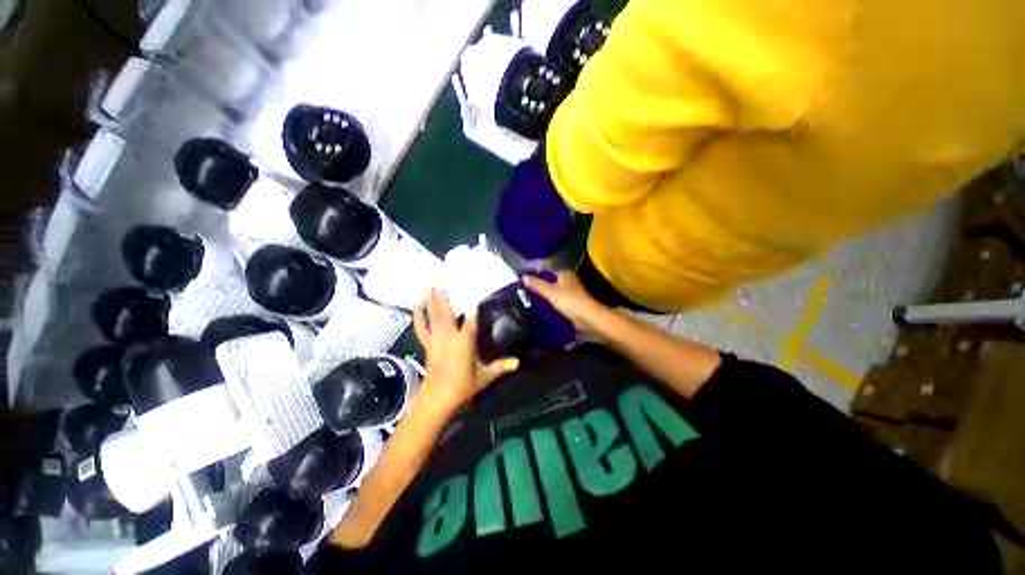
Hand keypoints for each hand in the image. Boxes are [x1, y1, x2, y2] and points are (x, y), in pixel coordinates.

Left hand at [412, 289, 519, 415]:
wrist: (438, 397)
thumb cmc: (463, 385)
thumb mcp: (484, 377)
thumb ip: (500, 367)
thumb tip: (517, 362)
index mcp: (465, 342)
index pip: (471, 322)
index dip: (473, 309)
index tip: (473, 298)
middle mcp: (450, 336)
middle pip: (447, 314)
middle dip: (443, 298)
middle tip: (439, 283)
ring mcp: (437, 339)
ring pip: (434, 317)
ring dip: (430, 302)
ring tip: (427, 288)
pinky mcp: (428, 345)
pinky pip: (422, 328)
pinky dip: (418, 318)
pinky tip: (415, 307)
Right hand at [523, 272, 607, 331]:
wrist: (587, 317)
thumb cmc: (569, 301)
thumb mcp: (549, 291)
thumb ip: (537, 284)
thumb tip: (523, 277)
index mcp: (565, 274)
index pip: (548, 272)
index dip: (537, 277)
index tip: (526, 283)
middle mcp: (569, 281)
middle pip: (551, 283)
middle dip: (541, 288)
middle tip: (527, 293)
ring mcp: (572, 293)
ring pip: (555, 293)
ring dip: (546, 297)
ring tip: (532, 301)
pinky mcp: (573, 304)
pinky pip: (559, 302)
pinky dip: (552, 305)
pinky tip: (543, 309)